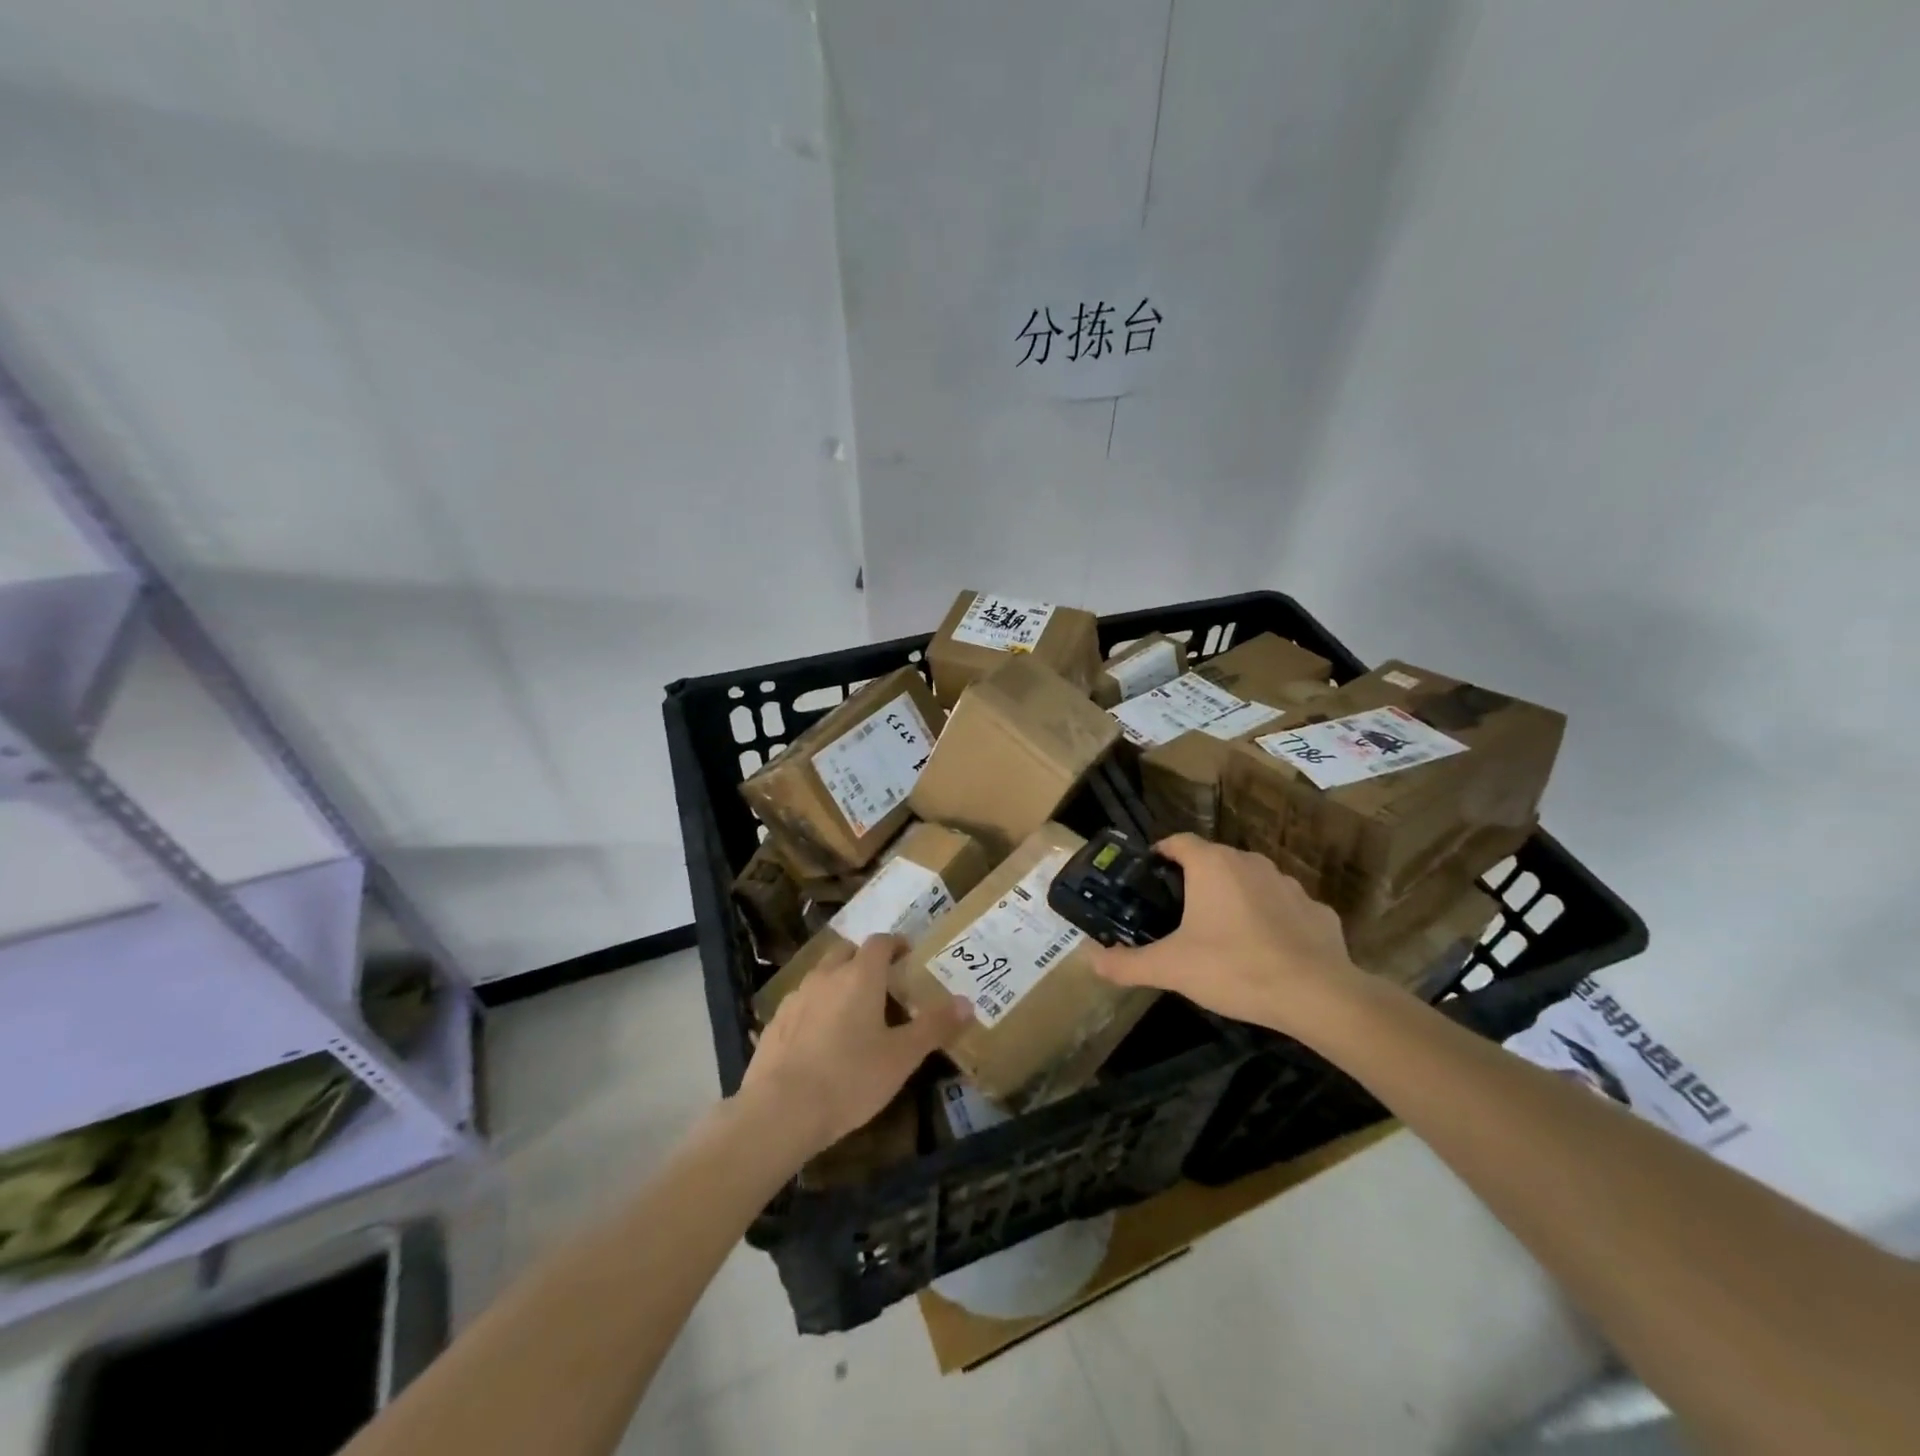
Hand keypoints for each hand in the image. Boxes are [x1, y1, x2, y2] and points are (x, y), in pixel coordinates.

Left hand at [740, 935, 970, 1155]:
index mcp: (860, 976)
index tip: (908, 956)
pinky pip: (802, 1003)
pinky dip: (816, 1009)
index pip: (880, 942)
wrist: (780, 1110)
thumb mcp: (902, 1057)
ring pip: (822, 976)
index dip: (896, 944)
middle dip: (865, 960)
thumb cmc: (850, 1078)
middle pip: (847, 952)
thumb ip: (934, 1026)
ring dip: (839, 983)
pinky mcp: (775, 1022)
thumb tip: (967, 1003)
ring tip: (853, 1014)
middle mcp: (826, 975)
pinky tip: (821, 1041)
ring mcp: (796, 997)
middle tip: (883, 984)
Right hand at [1085, 834, 1365, 1036]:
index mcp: (1212, 865)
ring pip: (1250, 882)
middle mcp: (1250, 862)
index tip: (1148, 879)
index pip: (1177, 841)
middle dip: (1195, 881)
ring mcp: (1289, 884)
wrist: (1317, 995)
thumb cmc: (1234, 968)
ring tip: (1222, 935)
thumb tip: (1089, 960)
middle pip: (1213, 861)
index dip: (1159, 855)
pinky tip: (1267, 951)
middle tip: (1178, 915)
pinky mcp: (1318, 910)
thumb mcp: (1171, 969)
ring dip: (1234, 899)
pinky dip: (1271, 921)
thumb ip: (1127, 963)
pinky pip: (1283, 908)